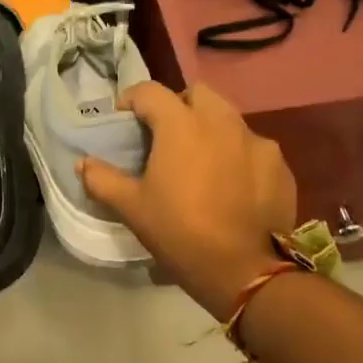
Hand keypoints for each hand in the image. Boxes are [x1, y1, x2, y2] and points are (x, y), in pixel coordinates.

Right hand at [79, 82, 298, 319]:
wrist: (244, 271)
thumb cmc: (179, 232)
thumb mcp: (131, 208)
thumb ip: (102, 179)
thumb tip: (83, 163)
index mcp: (181, 125)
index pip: (150, 91)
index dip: (131, 101)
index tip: (124, 122)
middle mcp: (222, 122)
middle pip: (196, 94)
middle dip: (177, 106)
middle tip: (165, 137)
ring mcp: (256, 142)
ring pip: (228, 118)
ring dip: (209, 128)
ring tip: (200, 160)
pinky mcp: (280, 165)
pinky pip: (253, 147)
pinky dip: (237, 155)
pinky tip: (231, 184)